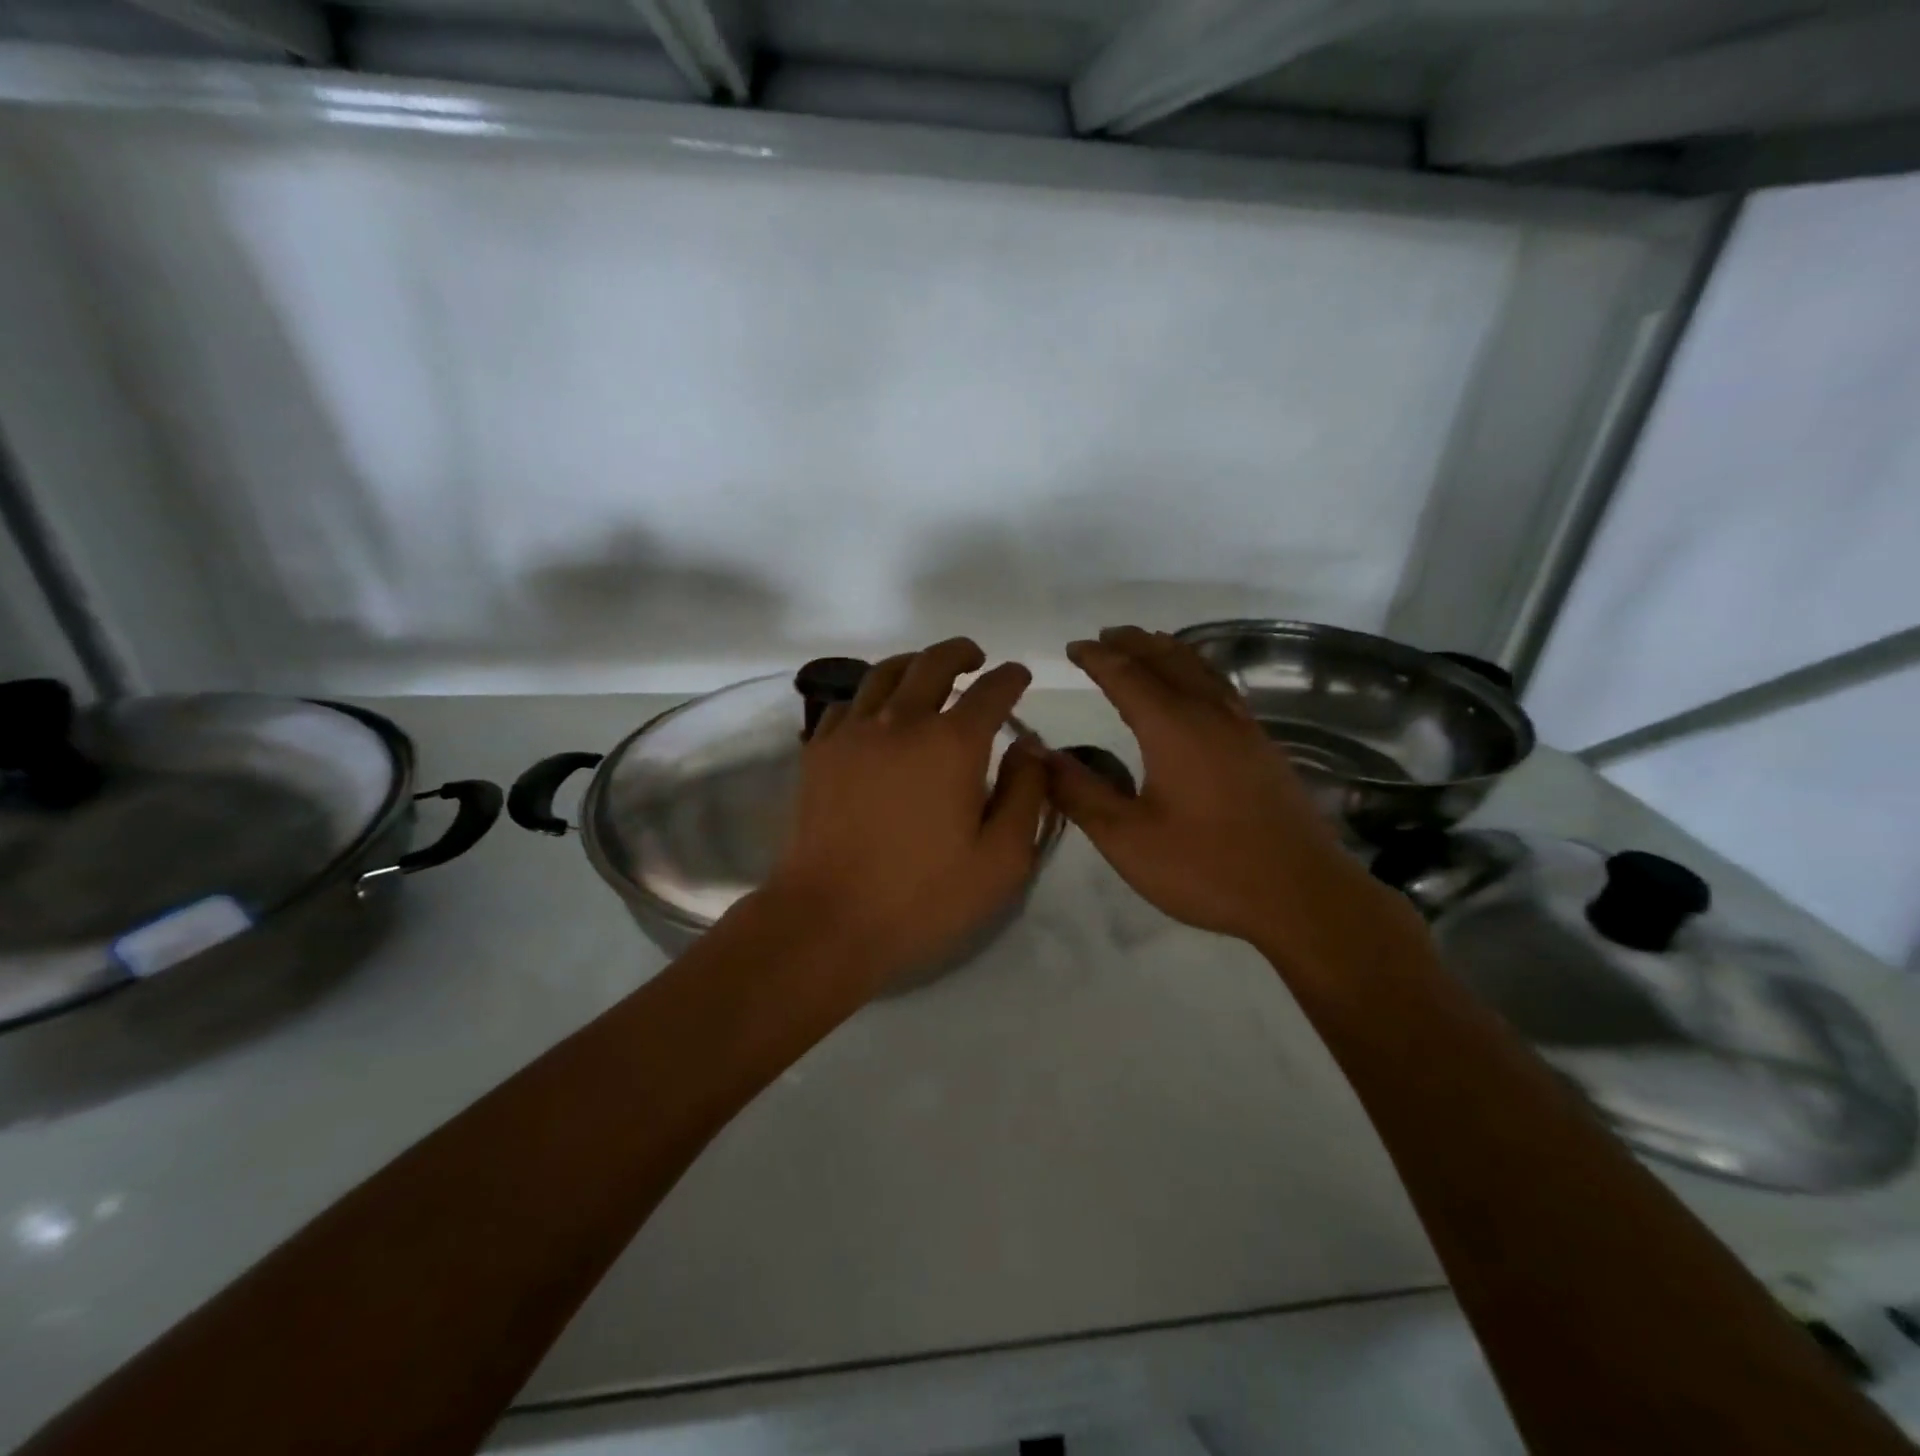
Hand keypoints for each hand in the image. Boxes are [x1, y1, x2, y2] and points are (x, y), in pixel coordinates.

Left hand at [760, 638, 1048, 990]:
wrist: (828, 920)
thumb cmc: (923, 897)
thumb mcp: (1001, 860)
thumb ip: (1025, 795)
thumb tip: (1029, 747)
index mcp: (952, 743)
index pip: (991, 690)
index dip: (1011, 677)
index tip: (1018, 676)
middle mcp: (901, 721)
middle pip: (933, 663)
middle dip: (961, 653)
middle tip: (975, 658)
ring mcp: (852, 732)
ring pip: (884, 673)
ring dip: (913, 664)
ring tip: (926, 673)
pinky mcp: (817, 751)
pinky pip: (846, 703)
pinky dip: (869, 695)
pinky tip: (875, 713)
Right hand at [1048, 627, 1423, 971]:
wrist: (1301, 894)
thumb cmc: (1206, 867)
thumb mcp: (1126, 838)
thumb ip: (1080, 792)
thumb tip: (1040, 753)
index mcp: (1173, 727)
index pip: (1126, 676)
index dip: (1096, 658)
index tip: (1072, 647)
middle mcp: (1209, 714)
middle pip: (1167, 660)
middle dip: (1133, 643)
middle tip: (1105, 636)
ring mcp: (1243, 727)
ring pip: (1200, 669)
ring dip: (1167, 650)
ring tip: (1146, 644)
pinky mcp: (1262, 746)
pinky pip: (1221, 687)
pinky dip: (1197, 670)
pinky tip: (1197, 687)